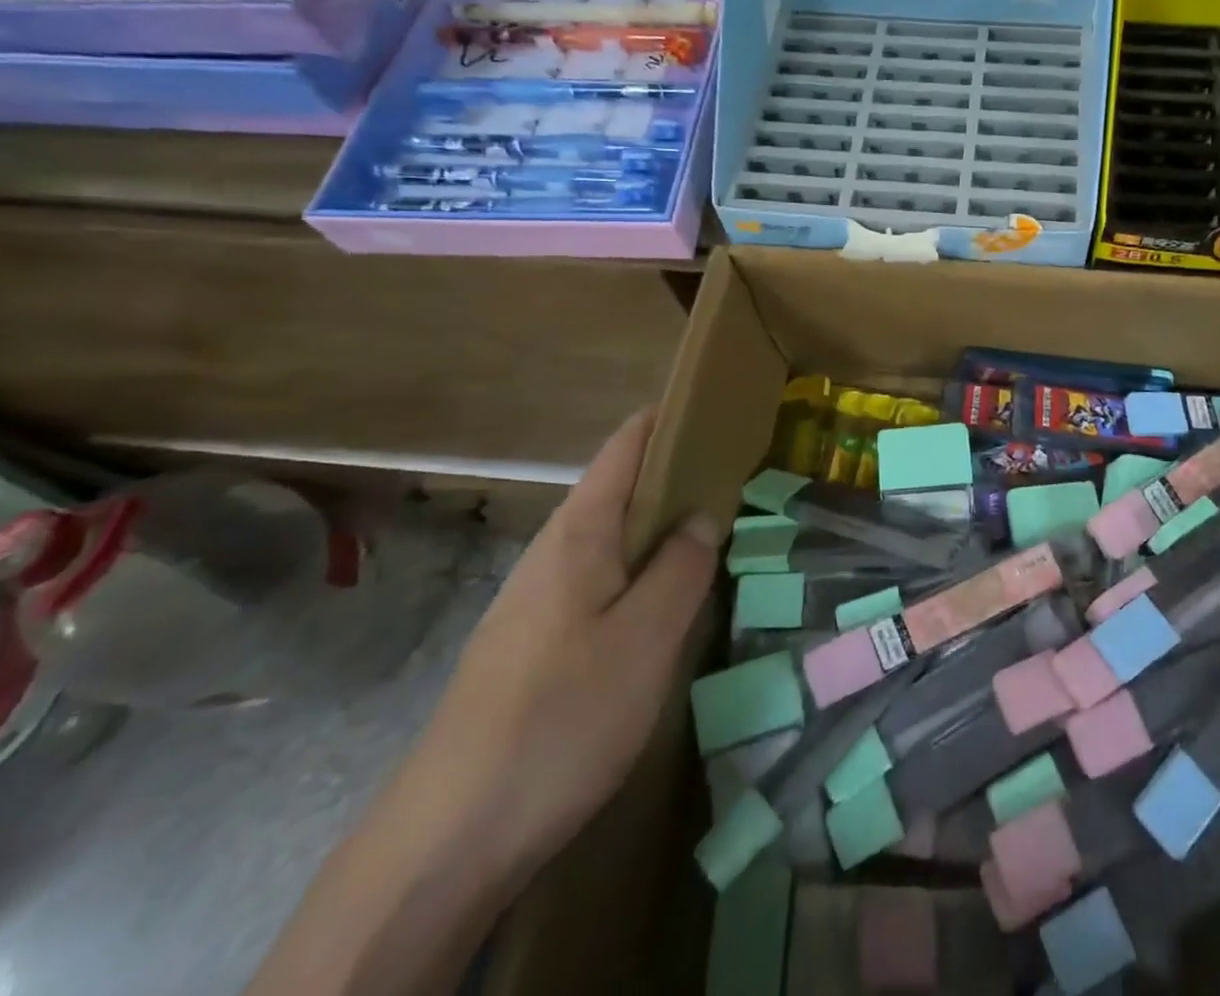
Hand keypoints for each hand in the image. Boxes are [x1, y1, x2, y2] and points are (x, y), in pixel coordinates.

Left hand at [248, 409, 723, 995]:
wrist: (448, 839)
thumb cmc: (561, 717)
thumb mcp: (646, 638)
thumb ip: (682, 567)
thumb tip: (703, 514)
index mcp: (579, 532)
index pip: (627, 445)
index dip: (671, 418)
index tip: (722, 411)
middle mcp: (552, 551)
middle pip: (619, 487)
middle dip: (677, 474)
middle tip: (740, 479)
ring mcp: (536, 598)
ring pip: (610, 537)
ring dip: (660, 525)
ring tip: (715, 534)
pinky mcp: (533, 642)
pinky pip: (598, 579)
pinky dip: (639, 569)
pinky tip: (663, 603)